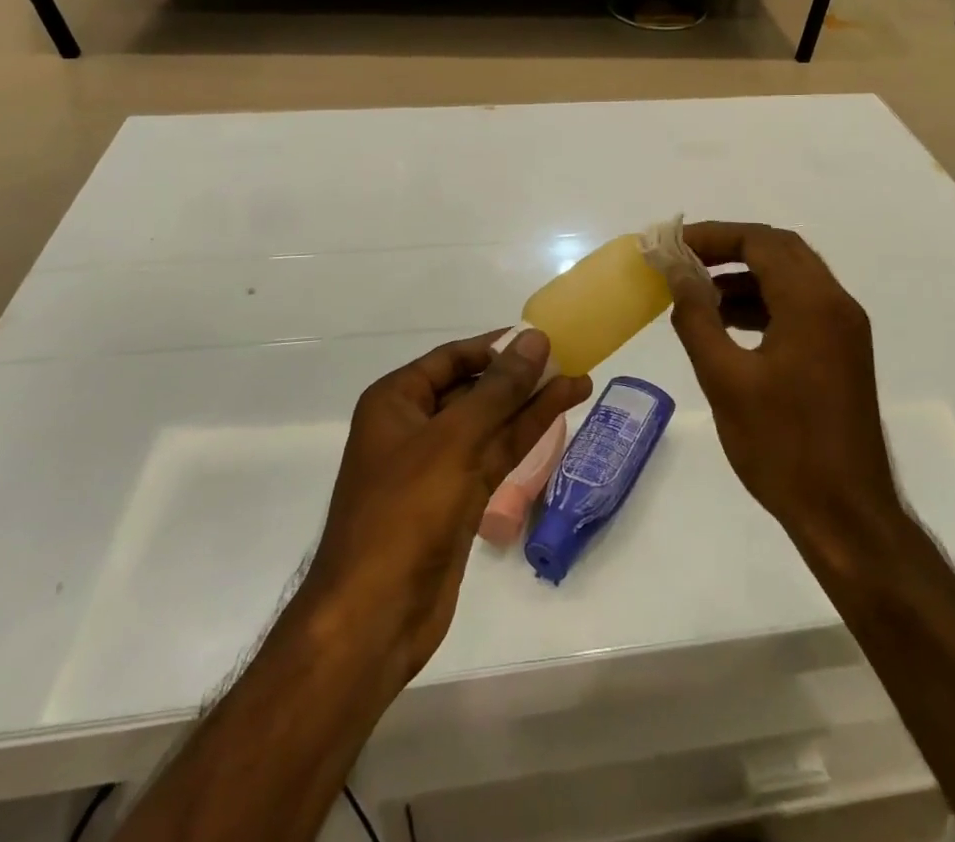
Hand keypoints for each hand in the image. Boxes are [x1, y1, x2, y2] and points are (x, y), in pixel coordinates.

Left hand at [301, 329, 591, 683]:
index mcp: (396, 401)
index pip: (453, 357)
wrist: (374, 617)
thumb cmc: (404, 512)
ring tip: (581, 382)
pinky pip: (496, 454)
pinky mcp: (458, 499)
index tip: (541, 337)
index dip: (497, 346)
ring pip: (492, 423)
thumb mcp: (454, 440)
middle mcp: (415, 426)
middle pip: (475, 388)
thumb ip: (499, 389)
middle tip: (569, 359)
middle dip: (520, 375)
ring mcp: (438, 465)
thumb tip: (535, 339)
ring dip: (533, 403)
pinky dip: (526, 435)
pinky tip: (559, 416)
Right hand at [667, 223, 902, 558]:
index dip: (713, 235)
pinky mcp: (843, 352)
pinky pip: (800, 306)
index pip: (760, 241)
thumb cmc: (782, 446)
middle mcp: (836, 304)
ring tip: (698, 293)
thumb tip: (677, 271)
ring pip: (791, 277)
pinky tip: (728, 324)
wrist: (846, 515)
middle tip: (685, 259)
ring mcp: (845, 329)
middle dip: (730, 247)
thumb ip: (697, 317)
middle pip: (780, 250)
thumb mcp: (725, 379)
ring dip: (746, 275)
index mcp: (812, 303)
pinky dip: (764, 302)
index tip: (673, 243)